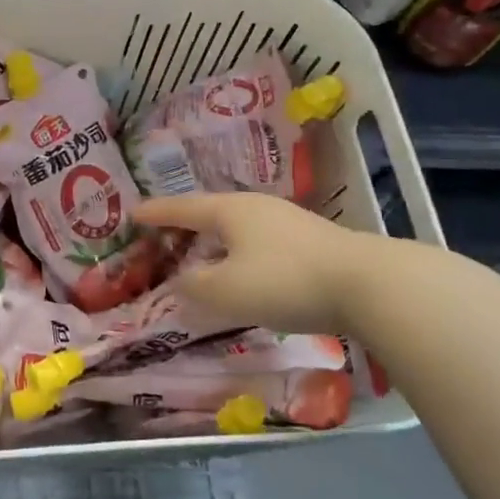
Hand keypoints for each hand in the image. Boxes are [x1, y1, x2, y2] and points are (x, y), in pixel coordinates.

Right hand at [134, 192, 385, 336]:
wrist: (367, 284)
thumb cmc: (284, 281)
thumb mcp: (226, 291)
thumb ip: (194, 287)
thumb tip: (181, 281)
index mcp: (229, 210)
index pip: (181, 208)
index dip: (155, 213)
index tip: (132, 213)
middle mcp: (254, 207)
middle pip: (209, 213)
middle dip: (184, 226)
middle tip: (162, 238)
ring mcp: (285, 221)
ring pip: (235, 229)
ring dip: (213, 243)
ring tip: (200, 258)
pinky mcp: (308, 242)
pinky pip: (257, 243)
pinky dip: (237, 254)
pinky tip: (242, 273)